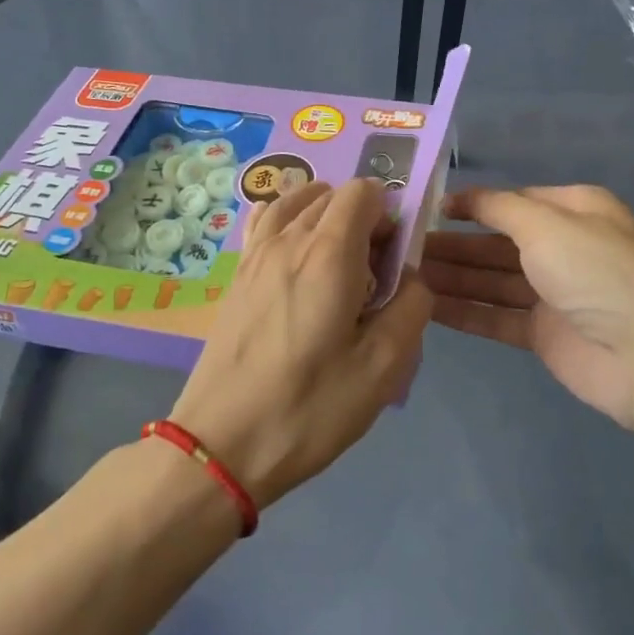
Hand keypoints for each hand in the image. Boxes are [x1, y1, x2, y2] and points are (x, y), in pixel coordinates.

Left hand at [170, 179, 431, 507]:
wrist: (222, 444)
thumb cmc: (309, 408)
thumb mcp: (383, 368)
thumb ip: (412, 307)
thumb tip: (411, 275)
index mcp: (329, 254)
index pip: (363, 191)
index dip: (389, 214)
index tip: (394, 260)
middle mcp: (289, 239)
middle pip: (332, 195)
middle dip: (362, 218)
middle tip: (371, 275)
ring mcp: (255, 253)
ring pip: (297, 202)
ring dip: (325, 216)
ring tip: (336, 264)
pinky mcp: (236, 273)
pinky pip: (265, 220)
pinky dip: (288, 220)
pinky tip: (295, 255)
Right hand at [419, 185, 633, 429]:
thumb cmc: (597, 271)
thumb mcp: (546, 223)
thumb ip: (498, 207)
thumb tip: (461, 197)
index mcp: (573, 211)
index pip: (512, 202)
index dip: (471, 205)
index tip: (427, 210)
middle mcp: (564, 248)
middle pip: (497, 243)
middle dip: (454, 245)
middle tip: (403, 248)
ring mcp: (554, 294)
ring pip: (492, 280)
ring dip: (452, 277)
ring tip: (404, 276)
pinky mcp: (545, 334)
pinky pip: (496, 316)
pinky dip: (464, 312)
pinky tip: (426, 307)